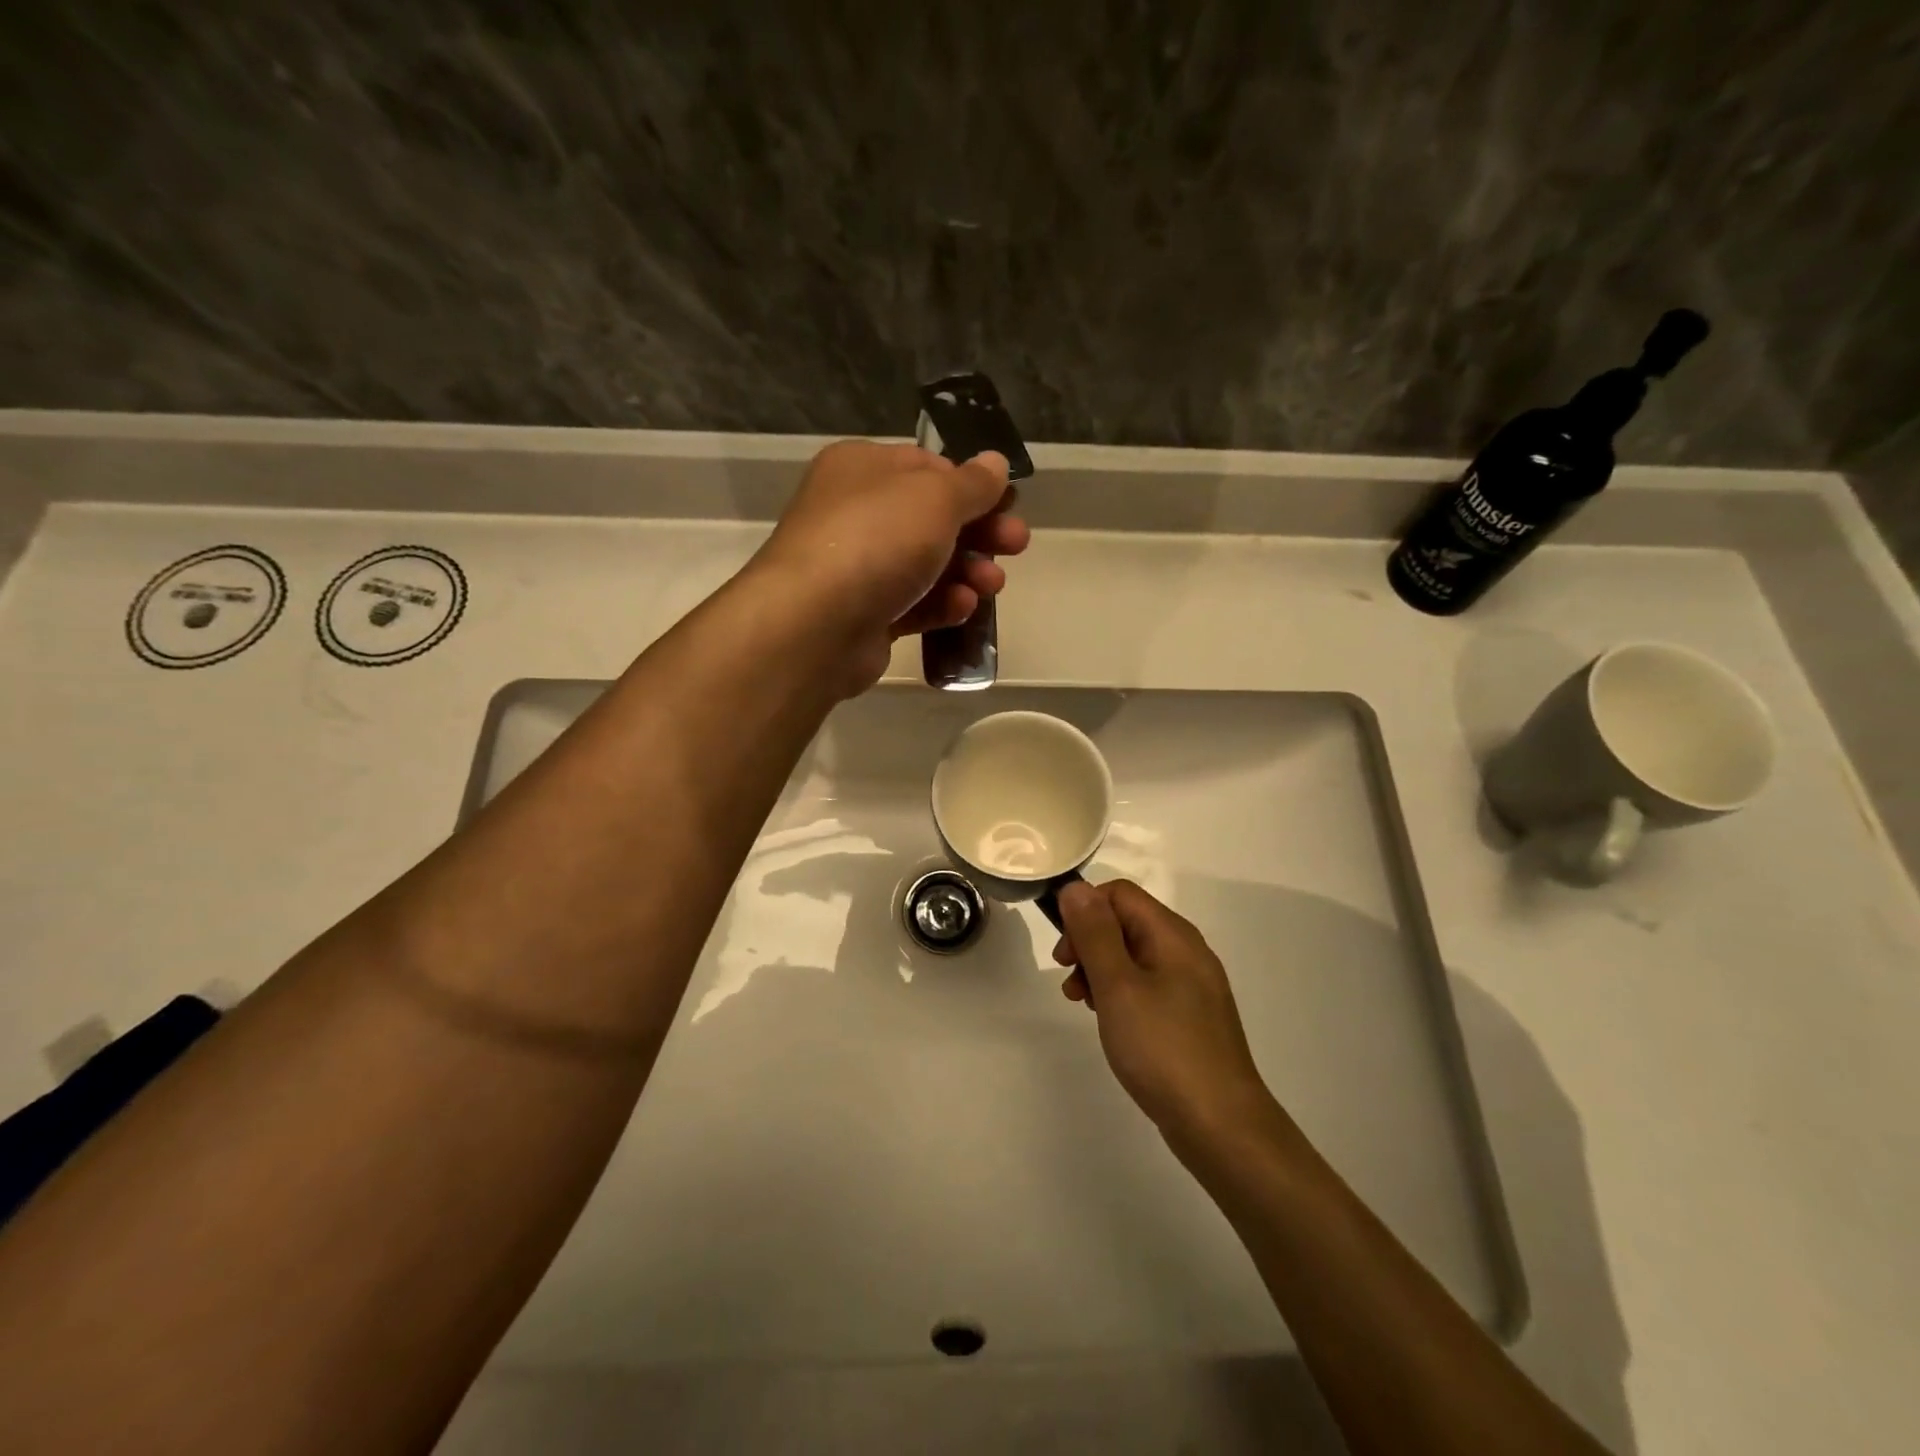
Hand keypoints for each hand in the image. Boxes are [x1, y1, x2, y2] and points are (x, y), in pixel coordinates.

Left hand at [751, 440, 1029, 691]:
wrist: (815, 624)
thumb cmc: (877, 540)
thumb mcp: (936, 497)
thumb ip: (972, 482)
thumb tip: (995, 463)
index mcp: (863, 468)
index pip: (927, 467)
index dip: (972, 485)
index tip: (1009, 504)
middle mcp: (856, 513)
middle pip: (932, 519)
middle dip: (980, 532)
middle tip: (1017, 545)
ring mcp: (858, 568)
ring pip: (926, 565)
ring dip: (967, 572)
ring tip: (993, 585)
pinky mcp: (864, 616)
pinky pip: (912, 605)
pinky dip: (941, 605)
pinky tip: (963, 608)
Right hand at [1053, 880, 1275, 1145]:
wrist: (1221, 1125)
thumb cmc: (1163, 1048)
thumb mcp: (1118, 986)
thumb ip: (1094, 933)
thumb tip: (1075, 887)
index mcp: (1173, 934)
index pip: (1119, 894)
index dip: (1084, 911)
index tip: (1064, 953)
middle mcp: (1186, 950)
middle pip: (1126, 922)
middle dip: (1089, 943)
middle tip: (1070, 982)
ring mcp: (1192, 985)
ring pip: (1133, 956)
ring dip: (1100, 970)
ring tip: (1083, 1005)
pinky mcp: (1190, 1016)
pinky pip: (1147, 986)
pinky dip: (1121, 993)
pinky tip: (1111, 1023)